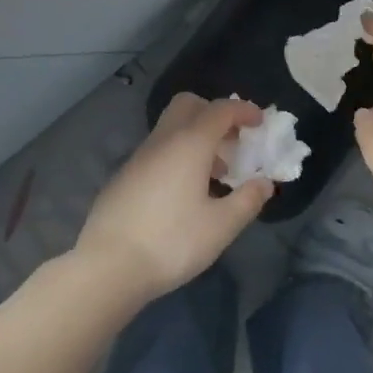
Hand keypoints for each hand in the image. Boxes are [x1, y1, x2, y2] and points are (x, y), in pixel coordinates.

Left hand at [76, 93, 273, 301]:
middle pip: (188, 105)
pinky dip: (177, 157)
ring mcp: (138, 158)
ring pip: (171, 129)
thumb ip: (248, 200)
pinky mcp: (123, 177)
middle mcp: (162, 141)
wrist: (108, 266)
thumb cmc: (172, 242)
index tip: (260, 122)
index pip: (220, 110)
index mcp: (189, 144)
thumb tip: (264, 183)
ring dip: (197, 138)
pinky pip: (157, 152)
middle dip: (214, 114)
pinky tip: (184, 194)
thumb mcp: (221, 226)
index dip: (244, 110)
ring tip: (215, 174)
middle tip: (233, 141)